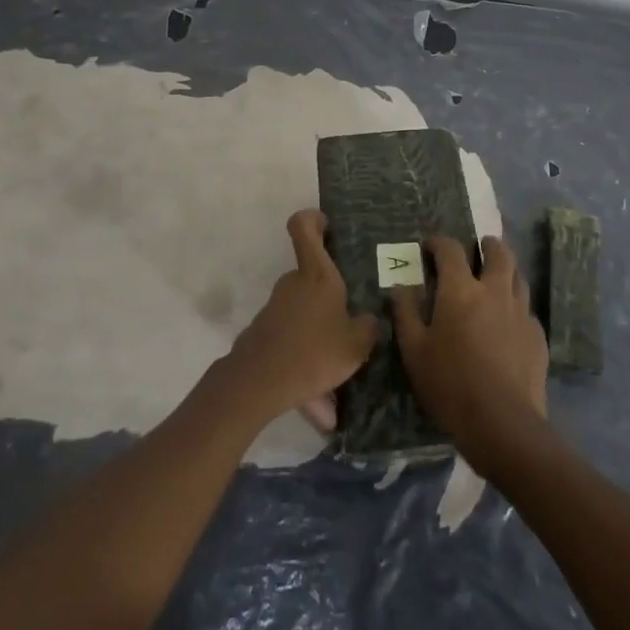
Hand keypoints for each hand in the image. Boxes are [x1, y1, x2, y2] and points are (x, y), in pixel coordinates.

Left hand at [226, 210, 377, 431]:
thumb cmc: (314, 351)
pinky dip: (308, 370)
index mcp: (316, 275)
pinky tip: (321, 411)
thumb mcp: (356, 344)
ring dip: (322, 345)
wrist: (259, 383)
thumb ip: (368, 328)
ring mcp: (275, 309)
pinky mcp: (264, 335)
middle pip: (312, 279)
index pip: (303, 227)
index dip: (312, 219)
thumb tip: (369, 321)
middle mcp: (293, 284)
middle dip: (332, 301)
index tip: (326, 225)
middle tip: (352, 326)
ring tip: (339, 390)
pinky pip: (295, 347)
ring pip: (306, 320)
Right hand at [392, 235, 547, 466]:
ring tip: (496, 278)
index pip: (451, 249)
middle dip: (487, 245)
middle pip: (499, 252)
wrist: (503, 424)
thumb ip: (405, 314)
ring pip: (518, 276)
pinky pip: (527, 309)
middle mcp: (495, 291)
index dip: (439, 242)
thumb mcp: (414, 351)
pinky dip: (516, 305)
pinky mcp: (537, 336)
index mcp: (461, 290)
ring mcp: (521, 312)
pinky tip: (509, 321)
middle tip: (478, 248)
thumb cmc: (450, 384)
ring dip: (506, 270)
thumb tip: (400, 287)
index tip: (430, 246)